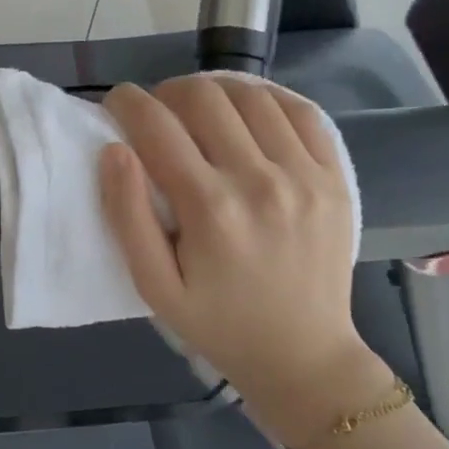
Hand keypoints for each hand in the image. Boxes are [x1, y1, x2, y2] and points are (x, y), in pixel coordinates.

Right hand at [100, 76, 378, 441]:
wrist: (304, 356)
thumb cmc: (218, 323)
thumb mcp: (154, 286)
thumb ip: (127, 216)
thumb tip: (114, 151)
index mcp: (210, 209)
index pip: (156, 125)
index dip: (126, 103)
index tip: (117, 104)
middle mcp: (259, 181)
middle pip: (203, 97)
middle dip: (166, 92)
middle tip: (156, 114)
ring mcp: (305, 175)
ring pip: (250, 95)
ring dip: (213, 92)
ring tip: (198, 111)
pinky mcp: (334, 177)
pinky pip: (300, 111)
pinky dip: (266, 99)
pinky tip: (246, 111)